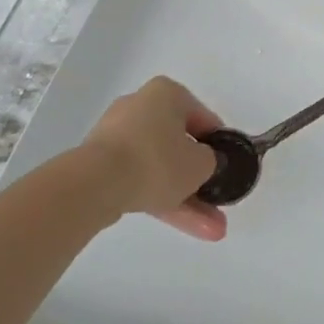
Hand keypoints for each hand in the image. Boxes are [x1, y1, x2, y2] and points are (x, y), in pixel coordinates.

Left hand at [85, 76, 227, 240]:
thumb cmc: (157, 160)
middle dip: (201, 180)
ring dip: (185, 197)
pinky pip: (140, 179)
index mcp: (166, 94)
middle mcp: (140, 108)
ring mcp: (117, 138)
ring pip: (160, 168)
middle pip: (179, 146)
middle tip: (218, 202)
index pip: (202, 118)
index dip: (219, 144)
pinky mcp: (101, 165)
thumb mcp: (201, 162)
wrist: (95, 184)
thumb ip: (212, 160)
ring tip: (211, 228)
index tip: (228, 165)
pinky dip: (160, 198)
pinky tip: (184, 224)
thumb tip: (204, 162)